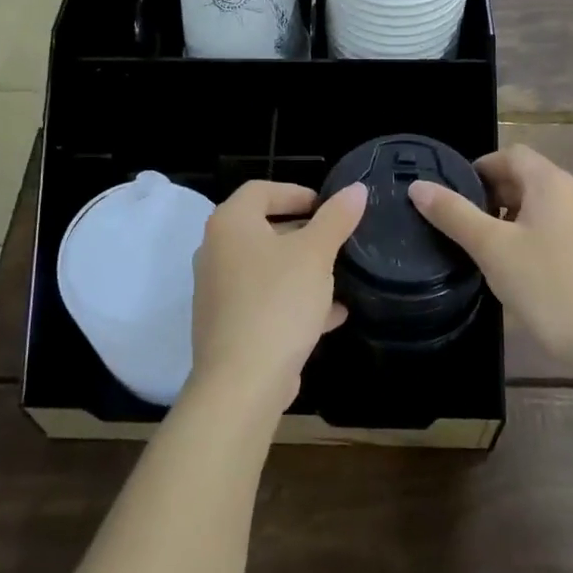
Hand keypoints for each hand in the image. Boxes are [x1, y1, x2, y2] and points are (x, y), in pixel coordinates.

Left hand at [189, 181, 366, 414]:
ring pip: (266, 268)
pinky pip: (264, 300)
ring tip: (339, 276)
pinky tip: (332, 315)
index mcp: (230, 224)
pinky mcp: (228, 325)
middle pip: (262, 228)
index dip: (295, 192)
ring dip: (301, 269)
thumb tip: (356, 189)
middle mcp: (216, 251)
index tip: (326, 207)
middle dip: (302, 233)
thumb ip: (336, 219)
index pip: (261, 190)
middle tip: (336, 239)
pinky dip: (294, 300)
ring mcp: (218, 291)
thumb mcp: (315, 255)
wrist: (242, 382)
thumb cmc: (278, 302)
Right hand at [408, 145, 572, 372]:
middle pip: (529, 178)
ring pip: (545, 207)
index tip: (456, 196)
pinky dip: (537, 238)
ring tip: (490, 251)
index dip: (480, 167)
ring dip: (515, 218)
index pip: (511, 154)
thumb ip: (453, 214)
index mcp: (553, 183)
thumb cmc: (548, 287)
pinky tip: (524, 272)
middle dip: (495, 195)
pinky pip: (562, 230)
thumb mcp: (491, 249)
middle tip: (467, 226)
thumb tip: (418, 186)